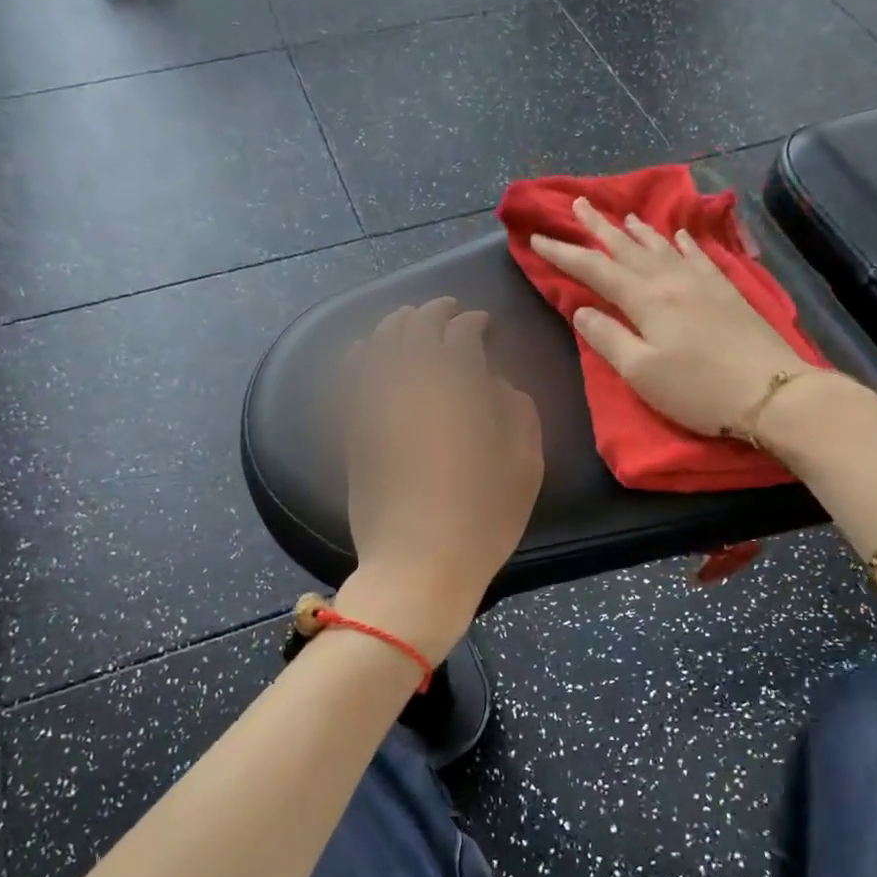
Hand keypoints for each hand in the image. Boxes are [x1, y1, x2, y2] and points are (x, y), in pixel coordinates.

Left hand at [337, 299, 543, 662]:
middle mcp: (412, 386)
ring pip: (380, 346)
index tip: (482, 324)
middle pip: (417, 330)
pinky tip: (365, 350)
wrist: (418, 567)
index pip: (461, 335)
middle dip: (433, 312)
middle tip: (448, 310)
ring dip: (397, 326)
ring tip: (409, 321)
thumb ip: (517, 411)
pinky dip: (359, 356)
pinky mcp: (354, 431)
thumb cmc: (483, 519)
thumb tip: (496, 384)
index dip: (472, 323)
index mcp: (458, 390)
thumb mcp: (525, 466)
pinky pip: (350, 379)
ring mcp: (376, 407)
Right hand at [529, 197, 815, 437]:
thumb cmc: (697, 390)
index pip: (595, 269)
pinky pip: (697, 254)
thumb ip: (607, 338)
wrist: (771, 391)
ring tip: (620, 214)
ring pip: (661, 246)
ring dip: (636, 229)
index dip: (564, 254)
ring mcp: (702, 281)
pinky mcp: (726, 290)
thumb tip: (581, 309)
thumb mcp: (641, 373)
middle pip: (627, 247)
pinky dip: (682, 241)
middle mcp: (671, 280)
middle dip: (597, 226)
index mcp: (645, 299)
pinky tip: (679, 234)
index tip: (537, 239)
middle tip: (576, 203)